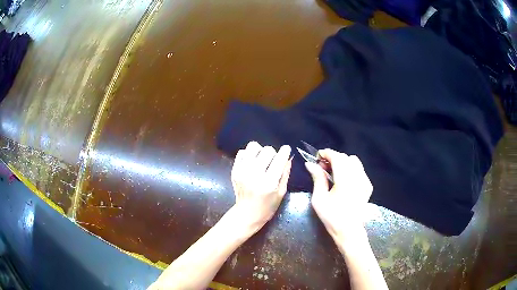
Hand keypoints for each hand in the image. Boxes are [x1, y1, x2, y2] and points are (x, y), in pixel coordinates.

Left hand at [231, 142, 291, 232]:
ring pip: (253, 147)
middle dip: (273, 153)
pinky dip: (248, 154)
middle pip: (267, 150)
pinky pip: (241, 152)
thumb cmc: (267, 207)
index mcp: (269, 183)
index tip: (287, 149)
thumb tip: (288, 158)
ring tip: (261, 158)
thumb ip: (285, 174)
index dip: (285, 151)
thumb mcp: (281, 193)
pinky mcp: (235, 171)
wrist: (246, 214)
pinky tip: (252, 161)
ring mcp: (242, 172)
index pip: (279, 159)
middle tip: (273, 160)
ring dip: (260, 150)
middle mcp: (254, 175)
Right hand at [305, 149, 372, 238]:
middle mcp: (358, 177)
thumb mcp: (319, 199)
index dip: (327, 153)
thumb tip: (310, 164)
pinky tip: (343, 180)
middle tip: (322, 167)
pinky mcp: (368, 186)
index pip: (338, 157)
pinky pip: (359, 170)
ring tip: (333, 172)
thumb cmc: (331, 217)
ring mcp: (365, 181)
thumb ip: (317, 178)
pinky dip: (350, 169)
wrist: (349, 231)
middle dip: (333, 158)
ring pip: (354, 161)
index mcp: (345, 180)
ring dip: (342, 162)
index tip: (317, 156)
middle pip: (346, 157)